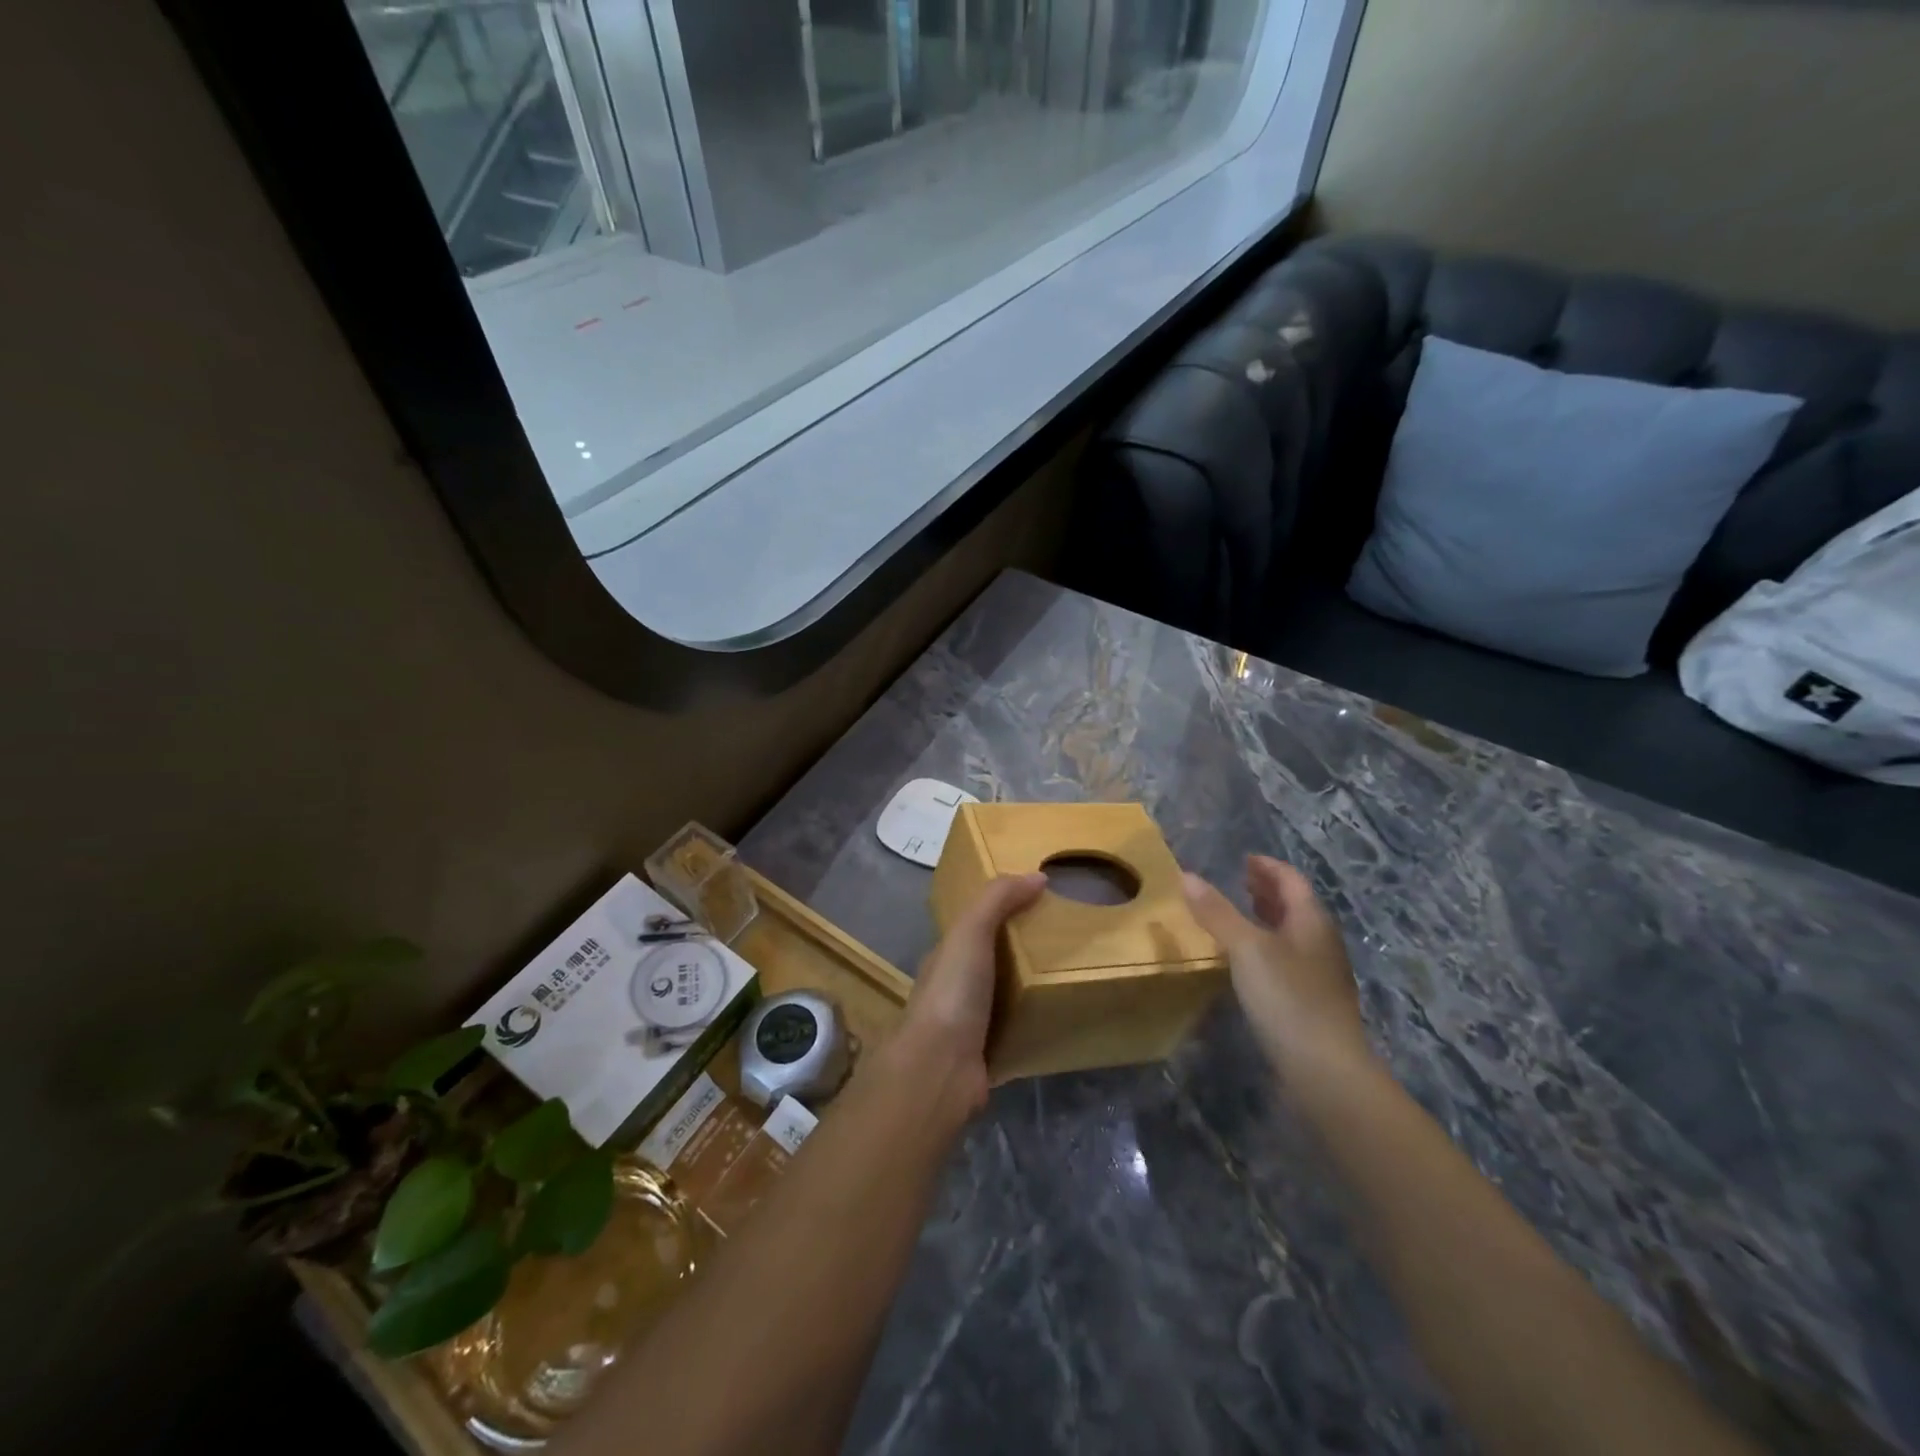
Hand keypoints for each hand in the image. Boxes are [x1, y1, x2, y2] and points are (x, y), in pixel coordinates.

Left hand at [893, 872, 1045, 1117]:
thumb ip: (997, 900)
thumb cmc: (952, 992)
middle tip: (1065, 939)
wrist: (940, 1069)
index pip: (974, 927)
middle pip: (992, 962)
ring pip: (1005, 998)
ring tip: (1071, 975)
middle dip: (1021, 951)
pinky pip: (1018, 1032)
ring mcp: (970, 1025)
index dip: (1000, 912)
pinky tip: (1063, 1017)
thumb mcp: (970, 931)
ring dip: (1030, 988)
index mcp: (946, 957)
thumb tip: (1037, 876)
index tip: (1038, 902)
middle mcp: (955, 989)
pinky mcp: (989, 1056)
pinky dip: (1036, 1024)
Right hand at [1182, 856, 1370, 1079]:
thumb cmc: (1287, 998)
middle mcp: (1321, 943)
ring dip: (1269, 918)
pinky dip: (1268, 946)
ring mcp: (1320, 975)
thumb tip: (1186, 874)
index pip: (1292, 881)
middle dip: (1269, 890)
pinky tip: (1249, 962)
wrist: (1325, 1070)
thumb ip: (1216, 912)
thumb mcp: (1246, 948)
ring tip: (1241, 915)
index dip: (1268, 867)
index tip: (1245, 859)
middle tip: (1241, 881)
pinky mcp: (1312, 1003)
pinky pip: (1289, 959)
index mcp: (1312, 921)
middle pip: (1296, 906)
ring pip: (1293, 934)